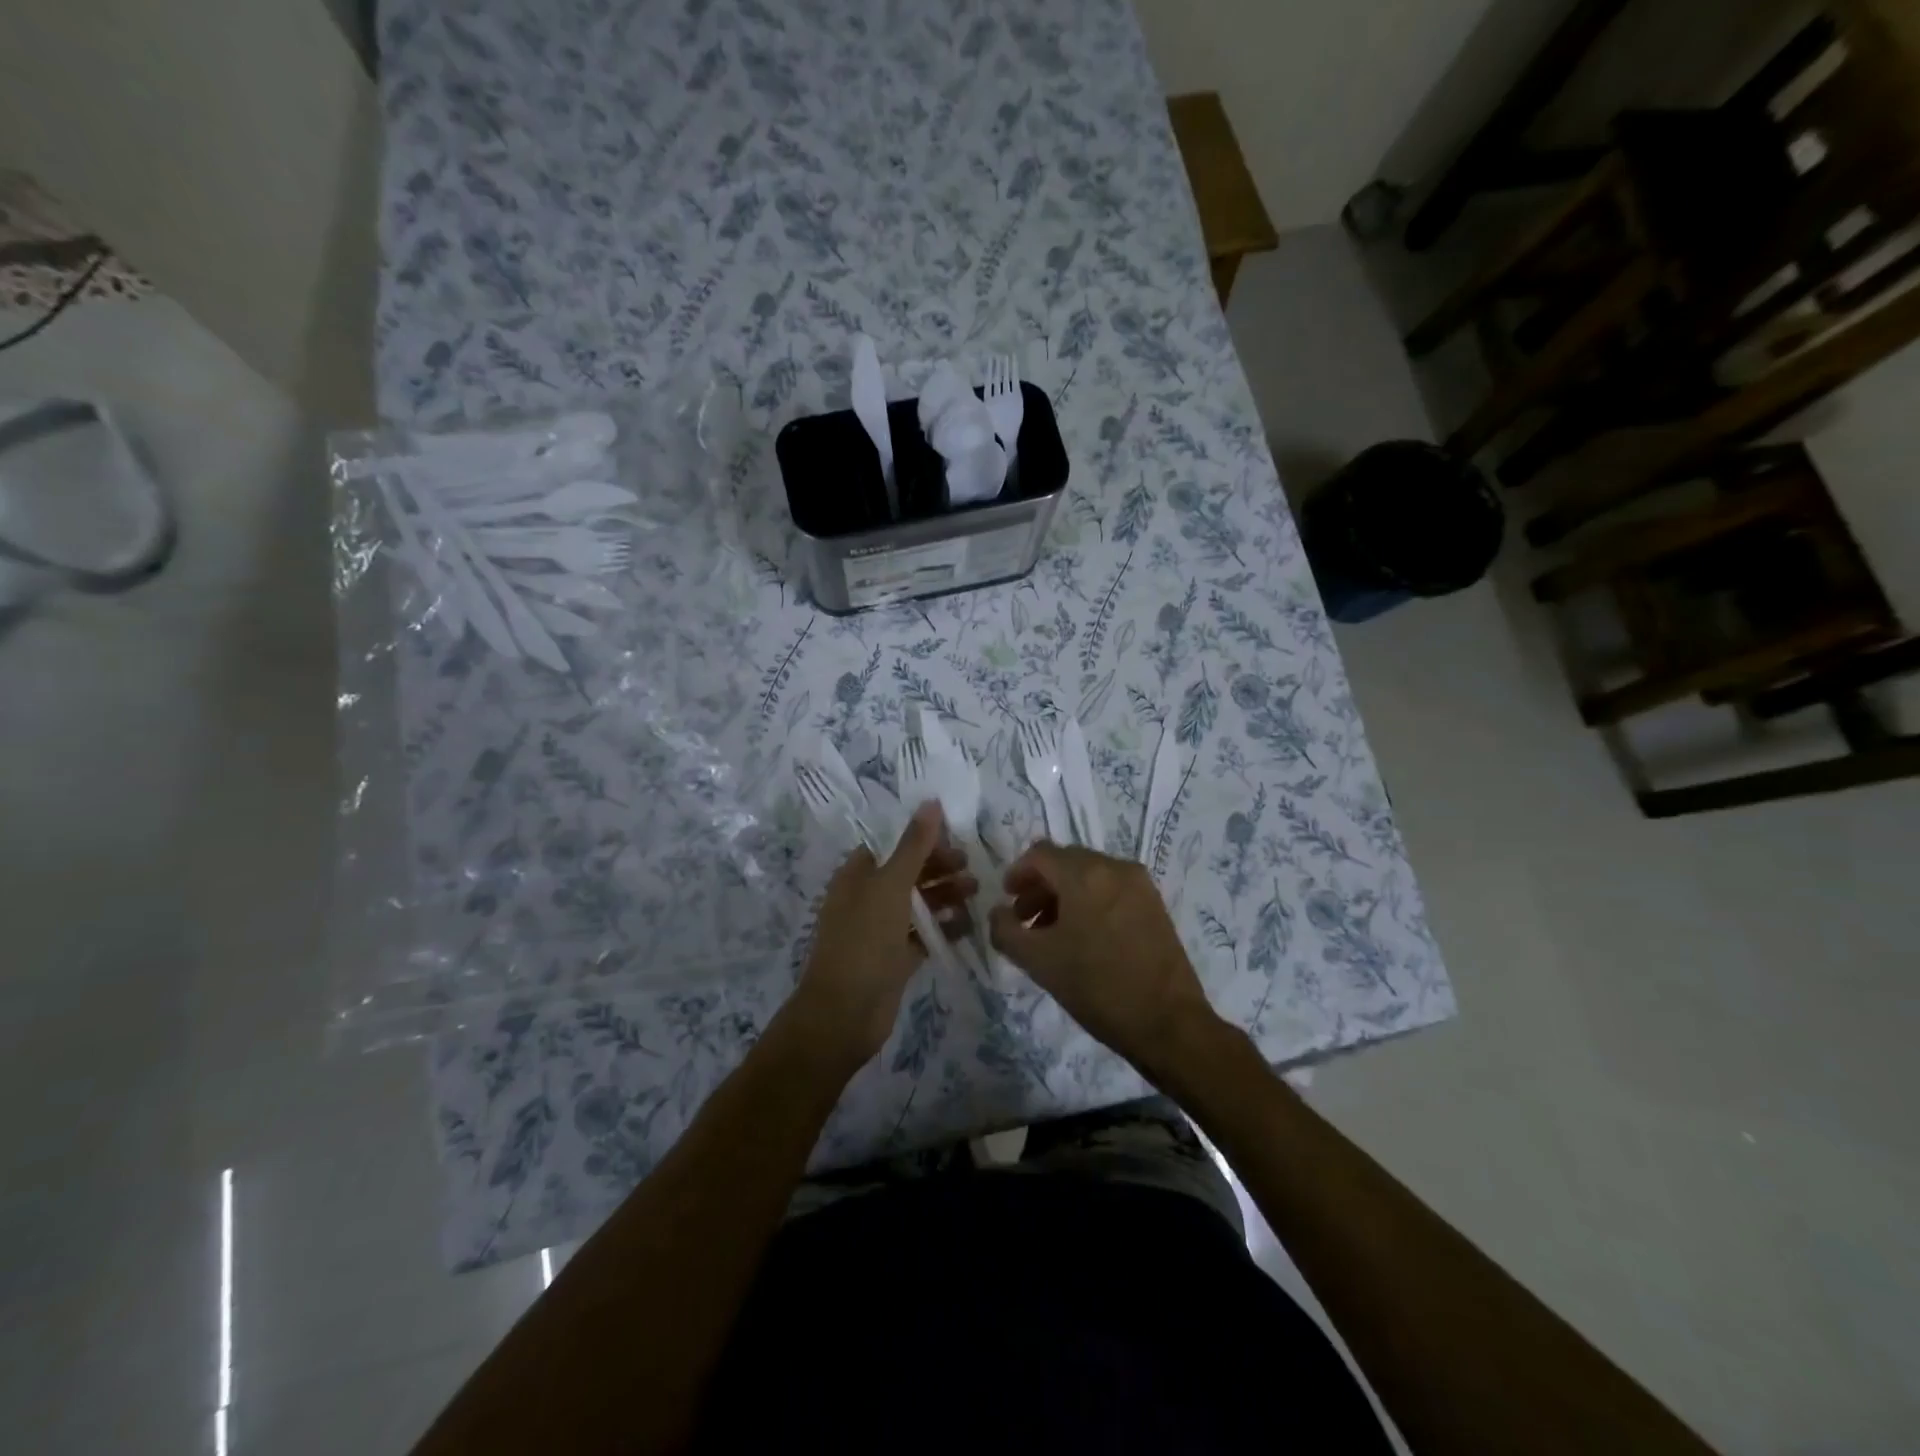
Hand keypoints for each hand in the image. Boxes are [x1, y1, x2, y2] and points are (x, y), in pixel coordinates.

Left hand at [790, 802, 975, 1070]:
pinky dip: (943, 928)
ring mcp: (880, 931)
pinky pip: (922, 936)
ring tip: (976, 892)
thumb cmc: (864, 940)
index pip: (891, 845)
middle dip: (938, 867)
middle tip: (970, 867)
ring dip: (945, 896)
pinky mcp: (894, 959)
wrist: (844, 1013)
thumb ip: (913, 845)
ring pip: (917, 904)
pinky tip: (969, 925)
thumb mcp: (890, 886)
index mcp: (857, 875)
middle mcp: (866, 899)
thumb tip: (930, 802)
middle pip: (907, 873)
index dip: (920, 839)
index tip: (953, 837)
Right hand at [988, 842, 1223, 1081]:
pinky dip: (1090, 901)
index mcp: (1085, 874)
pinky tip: (1085, 938)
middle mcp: (1115, 867)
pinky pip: (1112, 889)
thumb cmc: (1097, 987)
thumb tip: (998, 913)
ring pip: (1090, 875)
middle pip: (1066, 861)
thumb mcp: (1039, 962)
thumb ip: (1006, 931)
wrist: (1168, 1022)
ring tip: (1052, 933)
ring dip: (1064, 895)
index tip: (1007, 900)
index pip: (1041, 854)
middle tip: (1025, 920)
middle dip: (1041, 886)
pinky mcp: (1155, 904)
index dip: (1018, 873)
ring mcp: (1140, 885)